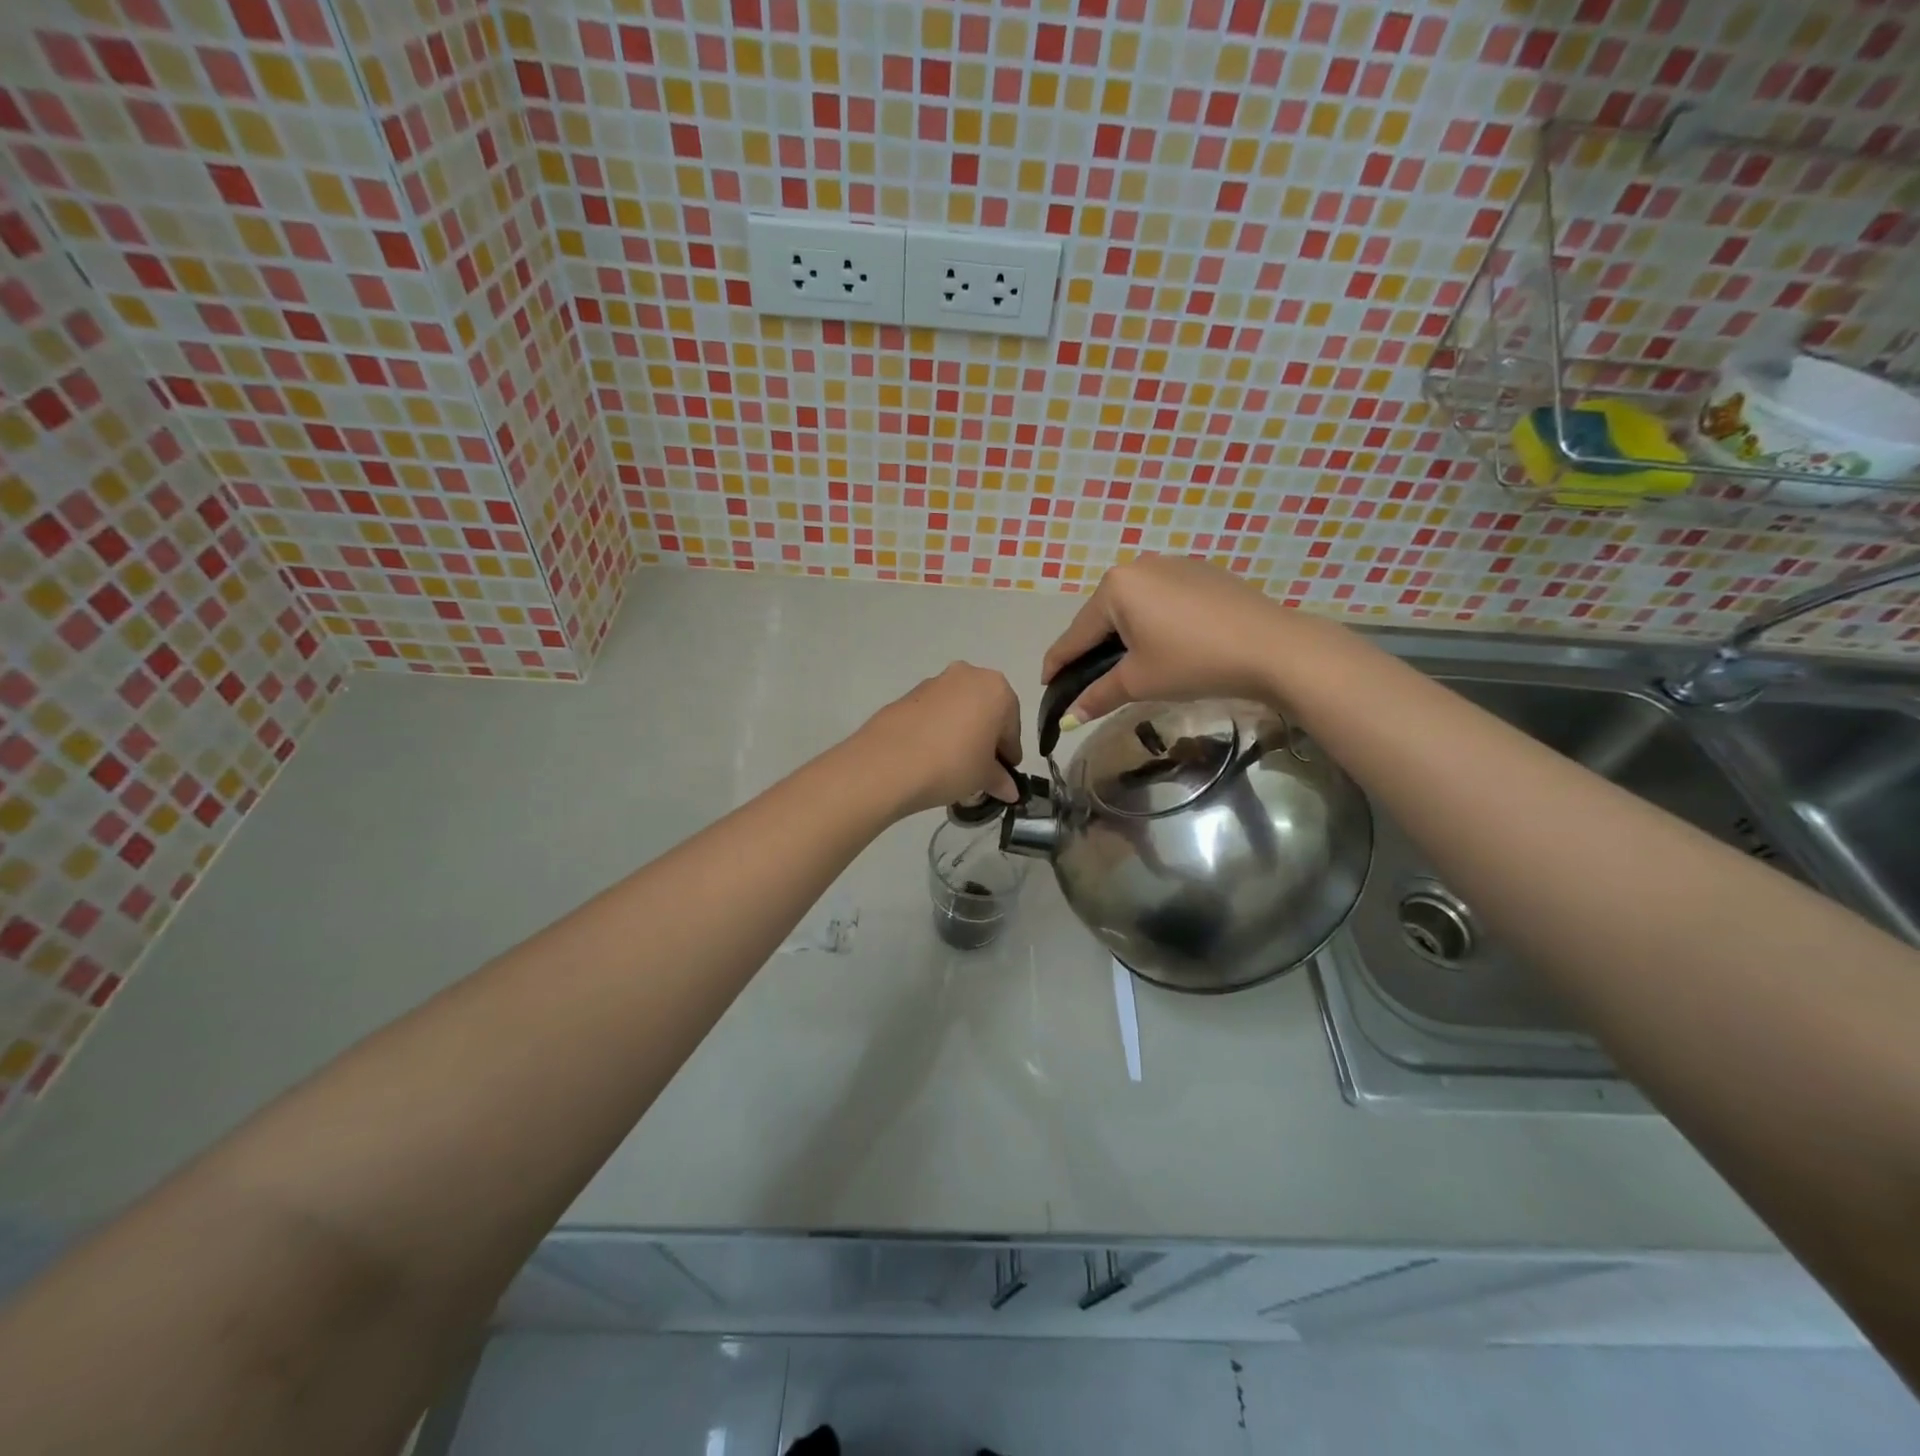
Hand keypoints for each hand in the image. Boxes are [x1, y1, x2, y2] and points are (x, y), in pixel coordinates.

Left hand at [854, 662, 1023, 814]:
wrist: (887, 763)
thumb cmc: (952, 764)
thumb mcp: (983, 777)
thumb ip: (1000, 779)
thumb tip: (1010, 790)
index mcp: (996, 689)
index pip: (1012, 726)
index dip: (1009, 754)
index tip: (1004, 775)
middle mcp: (967, 675)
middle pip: (985, 711)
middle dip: (985, 739)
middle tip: (980, 770)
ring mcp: (934, 682)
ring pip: (958, 710)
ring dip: (961, 733)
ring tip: (952, 766)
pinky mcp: (907, 695)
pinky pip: (933, 714)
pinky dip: (937, 731)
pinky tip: (930, 757)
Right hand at [1042, 557, 1336, 724]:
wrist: (1272, 647)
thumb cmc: (1194, 662)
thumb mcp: (1139, 682)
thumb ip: (1097, 695)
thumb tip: (1068, 719)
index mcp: (1115, 587)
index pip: (1076, 634)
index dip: (1058, 663)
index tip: (1045, 683)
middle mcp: (1138, 566)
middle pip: (1103, 616)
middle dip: (1093, 648)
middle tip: (1089, 680)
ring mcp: (1173, 564)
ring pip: (1133, 606)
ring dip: (1124, 635)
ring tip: (1128, 665)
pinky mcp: (1201, 572)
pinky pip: (1162, 599)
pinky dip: (1153, 622)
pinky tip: (1166, 644)